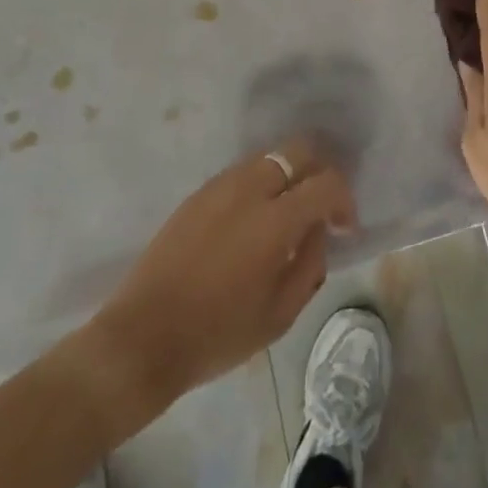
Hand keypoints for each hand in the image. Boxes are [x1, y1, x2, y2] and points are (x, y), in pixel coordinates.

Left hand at [93, 137, 353, 406]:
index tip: (343, 227)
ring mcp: (219, 186)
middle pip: (298, 150)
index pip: (327, 182)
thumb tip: (317, 230)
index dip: (344, 200)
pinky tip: (252, 222)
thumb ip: (310, 263)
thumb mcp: (280, 314)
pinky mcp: (197, 194)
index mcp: (275, 220)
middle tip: (319, 208)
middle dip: (318, 171)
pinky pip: (241, 173)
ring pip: (268, 158)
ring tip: (285, 215)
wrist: (143, 337)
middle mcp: (249, 189)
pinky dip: (259, 185)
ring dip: (287, 177)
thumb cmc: (217, 334)